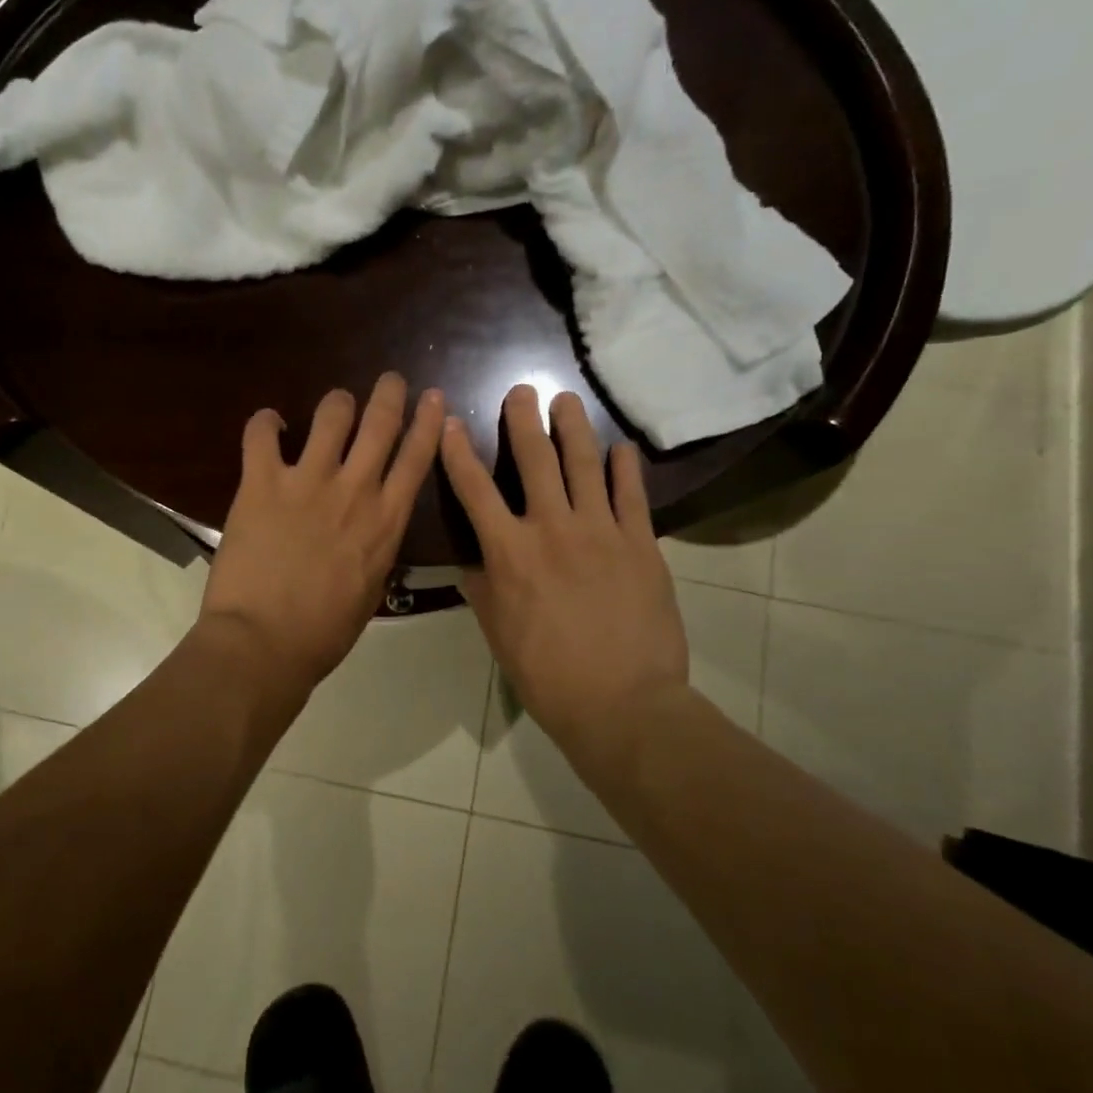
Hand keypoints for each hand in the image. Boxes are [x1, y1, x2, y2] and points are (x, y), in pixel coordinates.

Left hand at [202, 373, 444, 689]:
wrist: (265, 642)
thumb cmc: (323, 632)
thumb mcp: (371, 591)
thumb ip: (376, 551)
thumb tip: (373, 532)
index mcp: (386, 521)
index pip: (416, 458)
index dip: (428, 422)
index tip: (432, 397)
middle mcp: (354, 490)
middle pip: (380, 423)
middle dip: (388, 393)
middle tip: (389, 380)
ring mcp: (308, 481)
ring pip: (332, 415)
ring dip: (337, 403)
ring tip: (335, 405)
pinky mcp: (263, 482)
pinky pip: (262, 433)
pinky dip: (265, 422)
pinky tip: (269, 424)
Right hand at [439, 385, 688, 757]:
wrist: (622, 702)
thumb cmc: (547, 673)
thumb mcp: (497, 631)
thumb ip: (482, 587)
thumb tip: (471, 559)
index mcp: (509, 552)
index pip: (475, 490)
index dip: (459, 453)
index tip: (451, 423)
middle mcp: (552, 528)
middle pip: (534, 460)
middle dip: (523, 420)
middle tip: (522, 390)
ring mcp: (601, 531)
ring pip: (584, 465)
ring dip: (573, 427)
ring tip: (568, 401)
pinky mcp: (641, 543)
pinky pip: (632, 495)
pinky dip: (625, 467)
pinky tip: (621, 448)